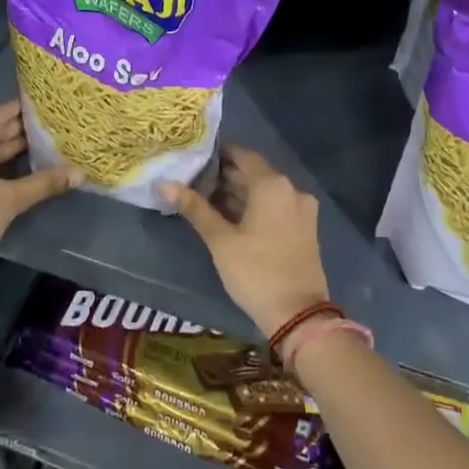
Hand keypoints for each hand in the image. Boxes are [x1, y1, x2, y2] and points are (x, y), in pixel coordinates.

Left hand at [0, 101, 78, 282]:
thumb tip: (79, 174)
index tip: (46, 108)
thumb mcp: (11, 200)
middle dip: (17, 131)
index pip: (1, 114)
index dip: (24, 111)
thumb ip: (44, 183)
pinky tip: (12, 172)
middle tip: (49, 129)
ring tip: (37, 149)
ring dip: (4, 149)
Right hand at [160, 145, 327, 337]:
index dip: (217, 154)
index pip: (242, 155)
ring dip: (238, 193)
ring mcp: (301, 209)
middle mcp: (291, 189)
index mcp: (272, 184)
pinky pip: (275, 206)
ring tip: (204, 198)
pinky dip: (253, 207)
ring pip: (264, 191)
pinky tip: (229, 217)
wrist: (298, 314)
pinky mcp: (304, 227)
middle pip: (253, 173)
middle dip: (224, 176)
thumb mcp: (220, 240)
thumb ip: (194, 208)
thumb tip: (164, 184)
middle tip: (192, 180)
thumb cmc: (255, 271)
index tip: (194, 157)